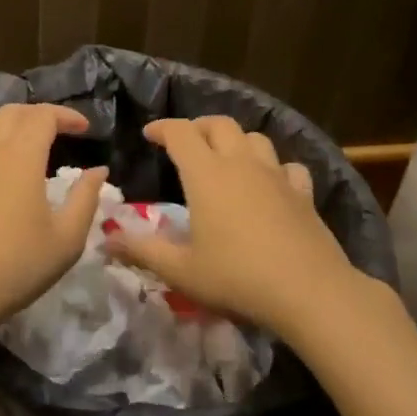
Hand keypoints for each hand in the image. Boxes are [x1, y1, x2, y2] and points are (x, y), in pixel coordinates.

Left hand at [0, 103, 108, 330]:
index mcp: (20, 155)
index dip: (66, 116)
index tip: (86, 129)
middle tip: (63, 131)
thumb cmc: (16, 265)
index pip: (43, 116)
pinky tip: (0, 162)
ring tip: (31, 138)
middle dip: (41, 114)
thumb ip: (85, 198)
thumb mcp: (66, 239)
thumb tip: (98, 170)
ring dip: (13, 120)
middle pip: (14, 112)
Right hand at [103, 116, 359, 332]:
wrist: (309, 292)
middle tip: (186, 144)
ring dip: (236, 141)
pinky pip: (288, 167)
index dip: (162, 128)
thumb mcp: (181, 270)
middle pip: (220, 124)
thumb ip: (142, 250)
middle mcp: (241, 164)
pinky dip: (275, 169)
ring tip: (226, 159)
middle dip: (199, 127)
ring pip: (255, 138)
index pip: (181, 132)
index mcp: (206, 174)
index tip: (149, 135)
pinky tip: (271, 185)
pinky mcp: (303, 194)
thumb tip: (107, 239)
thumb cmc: (237, 277)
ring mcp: (276, 176)